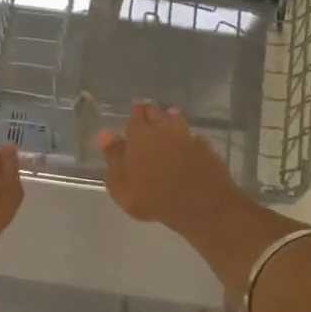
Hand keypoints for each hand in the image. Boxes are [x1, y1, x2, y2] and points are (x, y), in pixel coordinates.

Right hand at [97, 102, 243, 228]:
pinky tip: (189, 143)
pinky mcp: (206, 150)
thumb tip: (104, 133)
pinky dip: (189, 138)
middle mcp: (164, 130)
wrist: (198, 204)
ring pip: (178, 121)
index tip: (135, 107)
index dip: (135, 111)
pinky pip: (194, 138)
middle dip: (152, 111)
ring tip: (170, 118)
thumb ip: (113, 156)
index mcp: (140, 135)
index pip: (136, 115)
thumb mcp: (120, 183)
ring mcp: (187, 138)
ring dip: (172, 119)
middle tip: (149, 111)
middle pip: (157, 113)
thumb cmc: (151, 196)